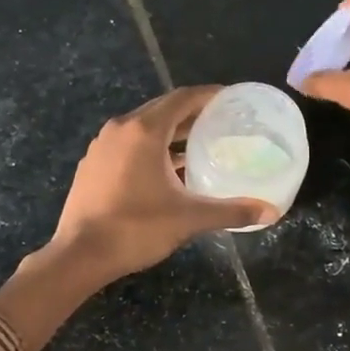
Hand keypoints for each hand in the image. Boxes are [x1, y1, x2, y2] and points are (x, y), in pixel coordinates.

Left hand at [50, 87, 275, 281]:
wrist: (80, 255)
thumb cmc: (136, 229)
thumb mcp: (189, 219)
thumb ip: (230, 211)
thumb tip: (270, 213)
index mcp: (143, 131)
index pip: (182, 98)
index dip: (209, 96)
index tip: (232, 100)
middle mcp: (120, 129)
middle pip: (162, 110)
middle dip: (192, 114)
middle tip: (221, 123)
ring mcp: (101, 147)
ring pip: (142, 129)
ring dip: (170, 134)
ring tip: (198, 146)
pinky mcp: (92, 166)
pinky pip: (127, 146)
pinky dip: (150, 149)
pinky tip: (166, 171)